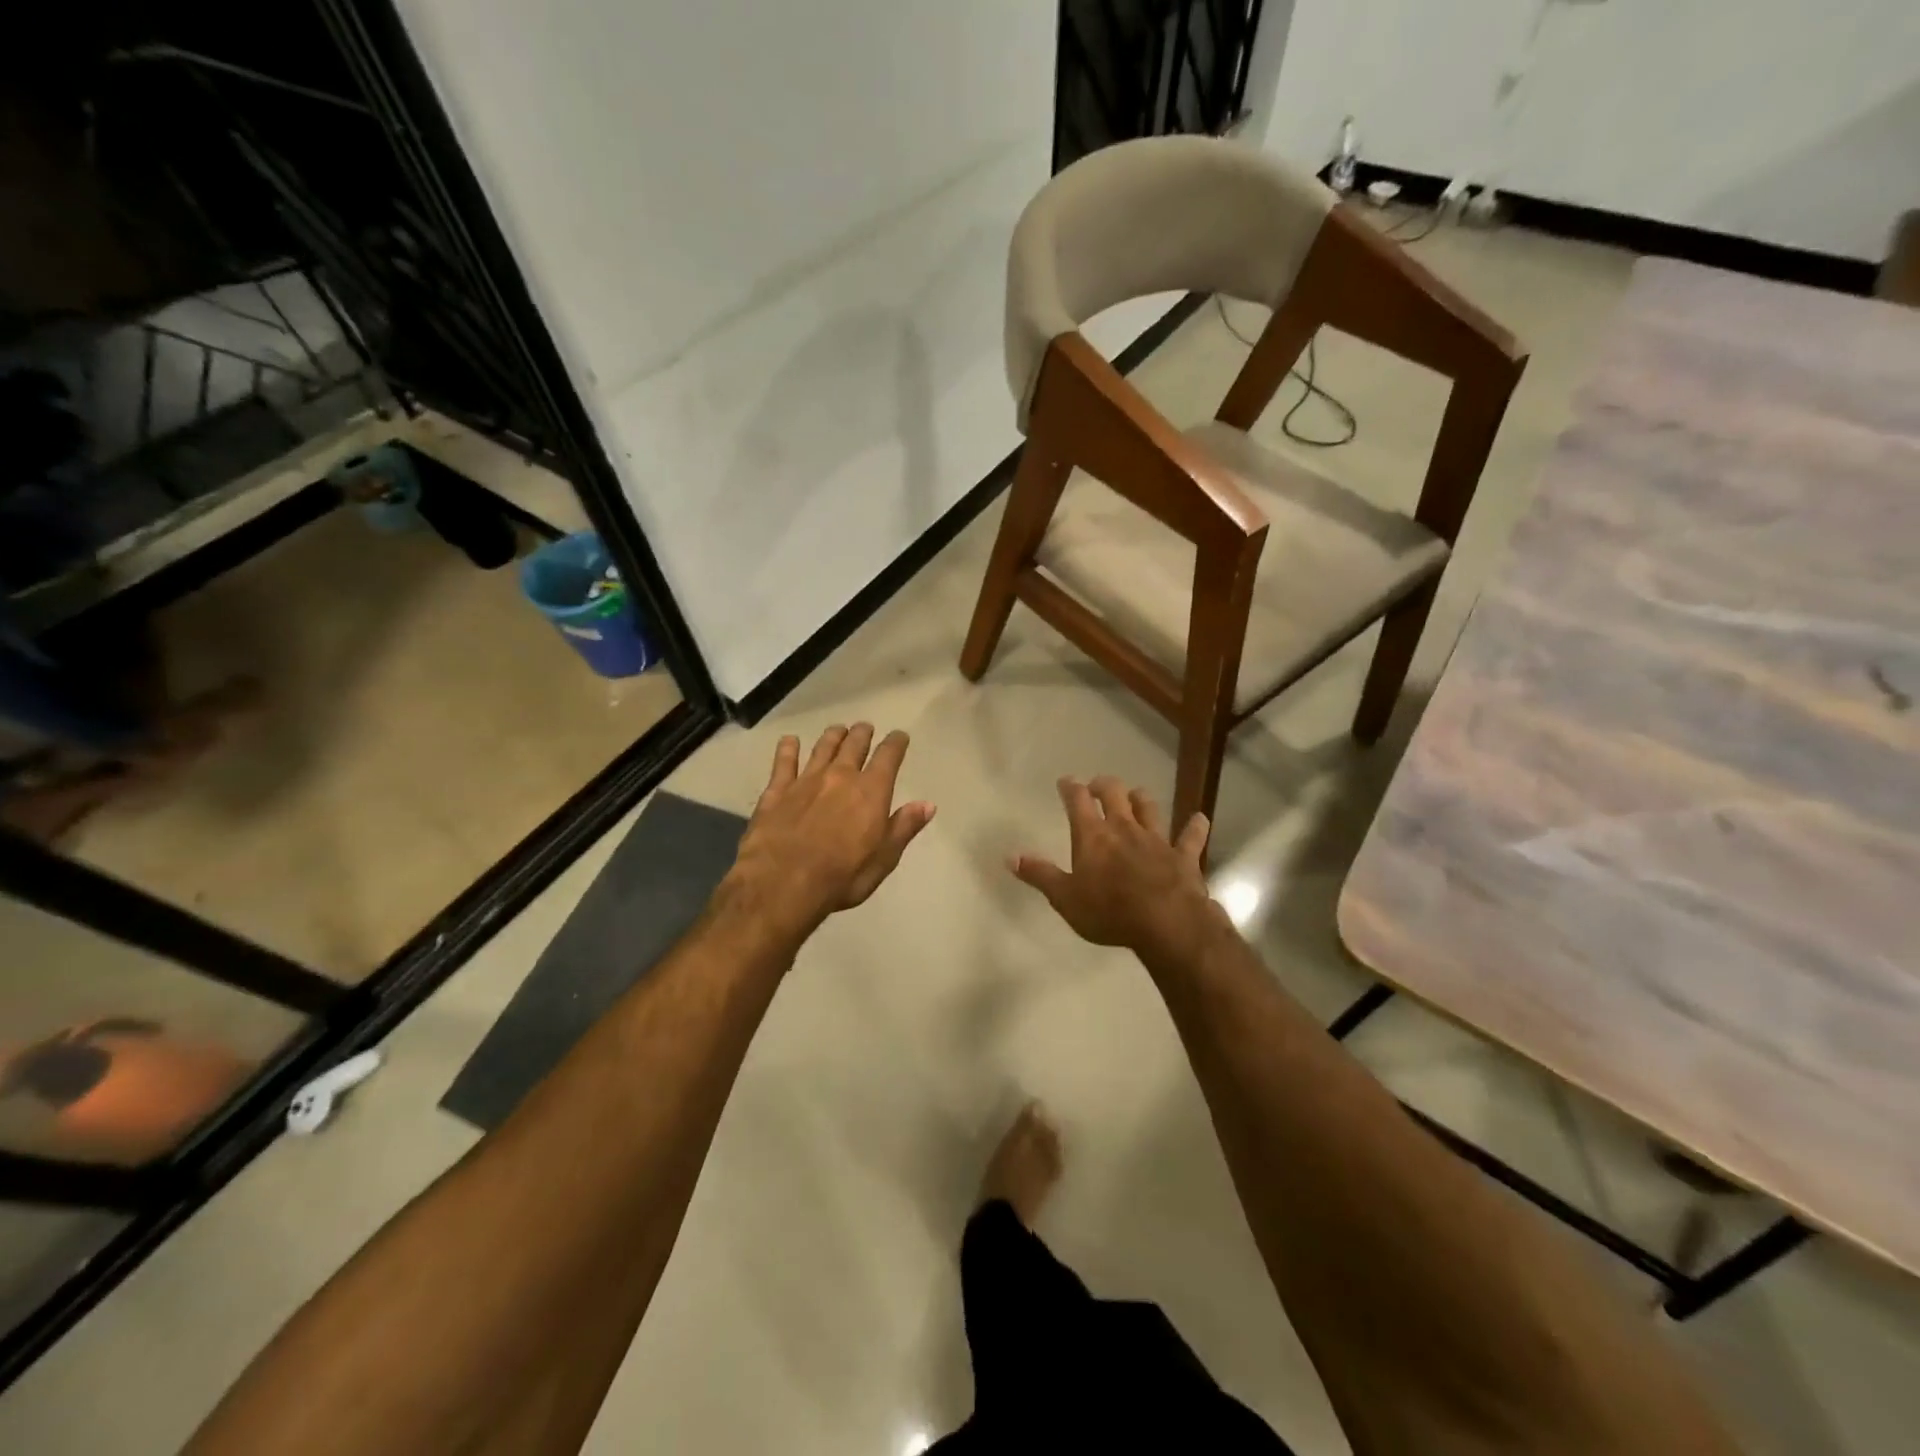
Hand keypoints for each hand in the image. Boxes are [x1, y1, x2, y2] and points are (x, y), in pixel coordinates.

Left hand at [723, 723, 934, 937]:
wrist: (783, 883)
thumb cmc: (842, 876)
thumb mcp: (884, 858)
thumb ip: (904, 827)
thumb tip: (928, 804)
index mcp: (871, 791)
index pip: (888, 756)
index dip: (896, 743)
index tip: (900, 736)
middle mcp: (840, 776)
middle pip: (853, 745)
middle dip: (862, 734)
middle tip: (865, 728)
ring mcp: (805, 780)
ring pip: (822, 748)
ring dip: (832, 736)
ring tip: (838, 729)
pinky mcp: (776, 791)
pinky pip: (783, 762)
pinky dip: (788, 749)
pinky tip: (789, 741)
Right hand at [1011, 777, 1217, 955]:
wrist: (1166, 922)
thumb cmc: (1109, 911)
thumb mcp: (1065, 898)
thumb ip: (1039, 875)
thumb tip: (1010, 857)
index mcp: (1093, 836)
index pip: (1077, 801)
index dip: (1071, 788)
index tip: (1066, 781)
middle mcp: (1124, 828)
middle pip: (1114, 794)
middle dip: (1104, 785)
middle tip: (1098, 785)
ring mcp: (1156, 839)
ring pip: (1149, 808)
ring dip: (1141, 799)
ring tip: (1136, 794)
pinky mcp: (1183, 856)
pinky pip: (1191, 837)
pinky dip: (1195, 827)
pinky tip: (1200, 819)